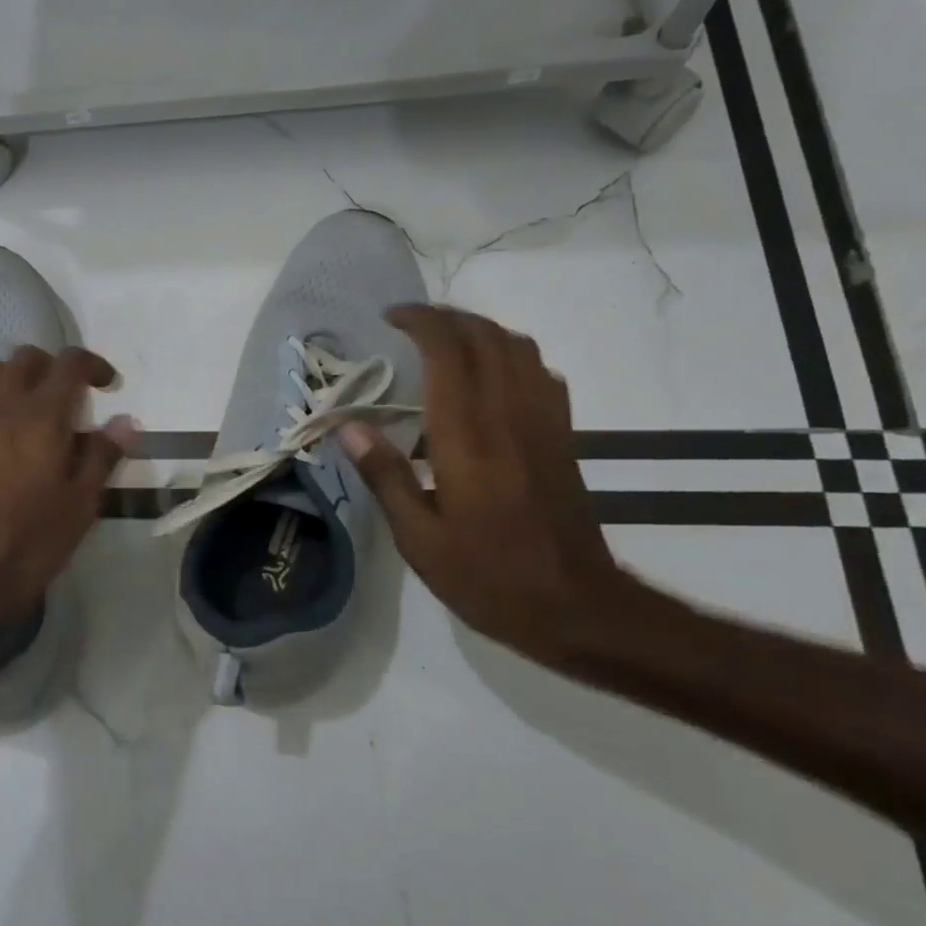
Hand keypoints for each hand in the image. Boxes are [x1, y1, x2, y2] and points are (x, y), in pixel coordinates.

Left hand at [0, 345, 138, 630]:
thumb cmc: (22, 545)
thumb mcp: (78, 508)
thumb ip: (101, 458)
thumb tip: (124, 421)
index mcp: (42, 417)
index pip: (70, 363)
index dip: (94, 365)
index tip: (108, 385)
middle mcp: (1, 404)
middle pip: (28, 357)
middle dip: (54, 367)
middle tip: (70, 398)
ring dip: (16, 377)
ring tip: (30, 408)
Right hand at [340, 306, 621, 656]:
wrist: (576, 607)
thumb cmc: (488, 577)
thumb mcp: (419, 539)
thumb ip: (385, 476)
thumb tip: (349, 426)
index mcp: (467, 438)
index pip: (448, 352)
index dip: (420, 322)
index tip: (390, 319)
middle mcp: (508, 416)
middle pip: (485, 337)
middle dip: (447, 317)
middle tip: (410, 324)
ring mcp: (543, 423)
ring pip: (518, 348)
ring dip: (481, 330)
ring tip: (446, 341)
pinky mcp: (563, 437)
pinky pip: (542, 374)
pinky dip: (512, 356)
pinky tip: (491, 378)